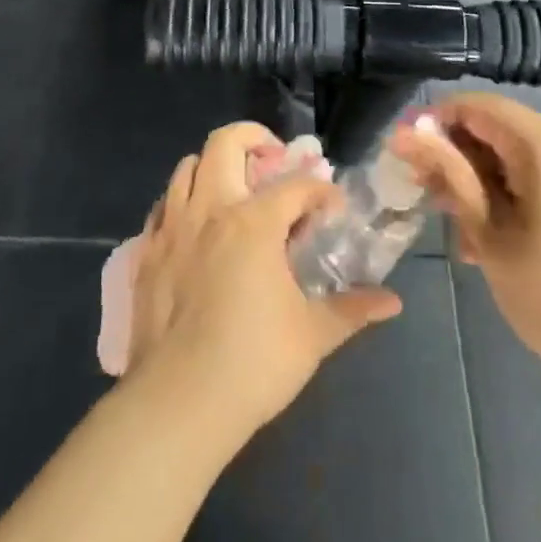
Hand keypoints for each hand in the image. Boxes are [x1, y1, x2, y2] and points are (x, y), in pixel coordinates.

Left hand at [126, 122, 401, 435]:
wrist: (178, 402)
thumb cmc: (253, 363)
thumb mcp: (313, 335)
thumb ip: (352, 309)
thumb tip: (392, 302)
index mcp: (253, 221)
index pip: (295, 185)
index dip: (320, 190)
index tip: (332, 208)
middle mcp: (210, 209)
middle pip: (226, 143)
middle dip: (254, 139)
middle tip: (273, 161)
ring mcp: (173, 227)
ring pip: (187, 166)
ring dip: (214, 166)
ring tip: (234, 191)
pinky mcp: (147, 251)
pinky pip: (163, 205)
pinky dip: (183, 201)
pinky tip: (197, 227)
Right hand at [392, 93, 540, 403]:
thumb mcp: (490, 233)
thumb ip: (449, 175)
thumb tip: (402, 134)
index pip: (477, 106)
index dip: (434, 123)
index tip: (403, 156)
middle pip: (496, 128)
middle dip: (454, 156)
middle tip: (422, 194)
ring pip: (513, 154)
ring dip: (476, 180)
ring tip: (450, 225)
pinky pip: (536, 175)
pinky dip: (506, 194)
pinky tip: (483, 238)